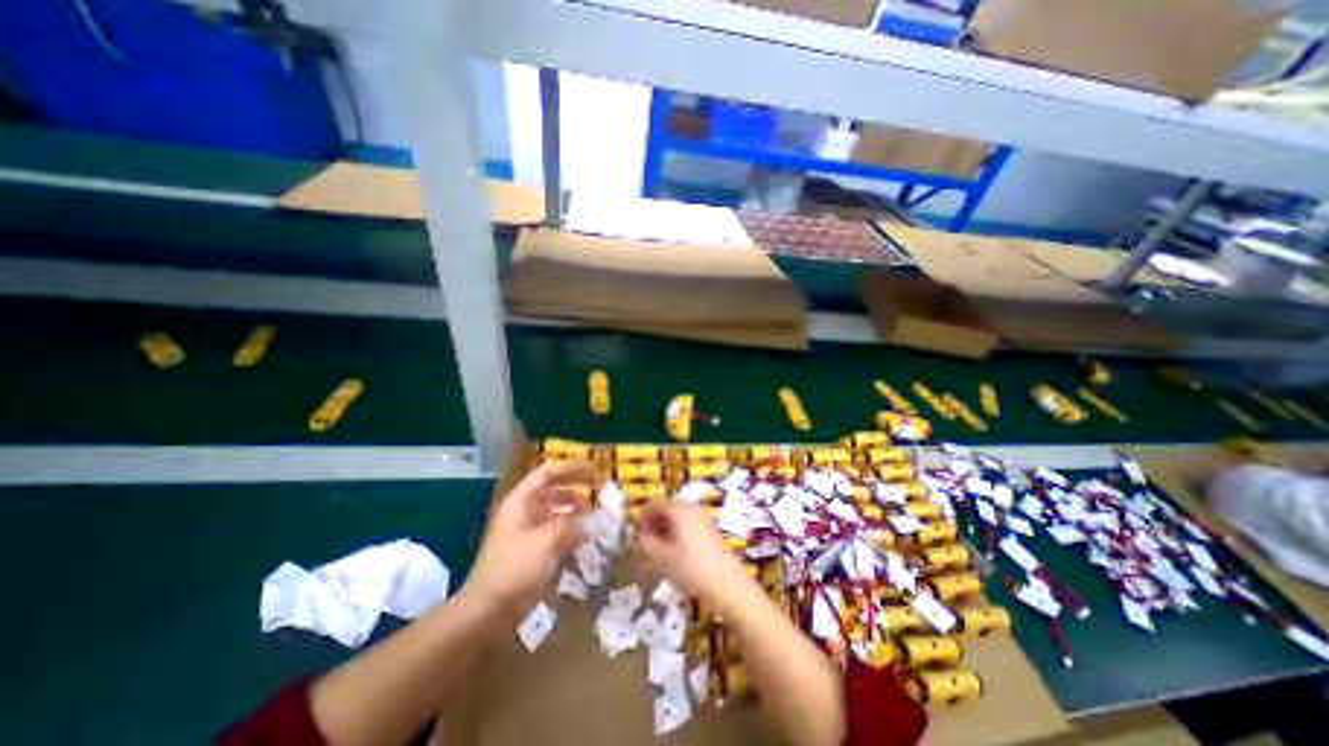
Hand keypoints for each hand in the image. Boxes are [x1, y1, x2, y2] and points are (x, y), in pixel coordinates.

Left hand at [463, 464, 594, 613]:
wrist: (488, 611)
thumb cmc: (514, 569)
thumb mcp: (546, 541)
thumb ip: (571, 523)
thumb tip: (593, 515)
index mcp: (520, 502)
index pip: (547, 473)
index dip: (570, 467)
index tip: (593, 467)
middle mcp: (524, 510)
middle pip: (552, 488)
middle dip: (575, 484)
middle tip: (599, 484)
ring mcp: (528, 529)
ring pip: (555, 508)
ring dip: (575, 505)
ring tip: (595, 506)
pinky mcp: (533, 547)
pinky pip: (556, 528)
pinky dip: (571, 525)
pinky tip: (587, 530)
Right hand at [637, 507, 751, 605]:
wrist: (727, 583)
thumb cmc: (690, 568)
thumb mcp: (661, 559)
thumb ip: (646, 542)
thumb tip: (640, 533)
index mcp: (678, 509)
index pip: (655, 503)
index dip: (642, 515)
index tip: (635, 531)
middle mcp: (691, 508)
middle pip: (667, 507)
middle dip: (654, 521)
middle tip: (644, 539)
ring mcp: (703, 518)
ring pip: (678, 516)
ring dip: (665, 527)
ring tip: (657, 547)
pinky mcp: (710, 530)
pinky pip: (688, 523)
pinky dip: (677, 532)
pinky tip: (674, 551)